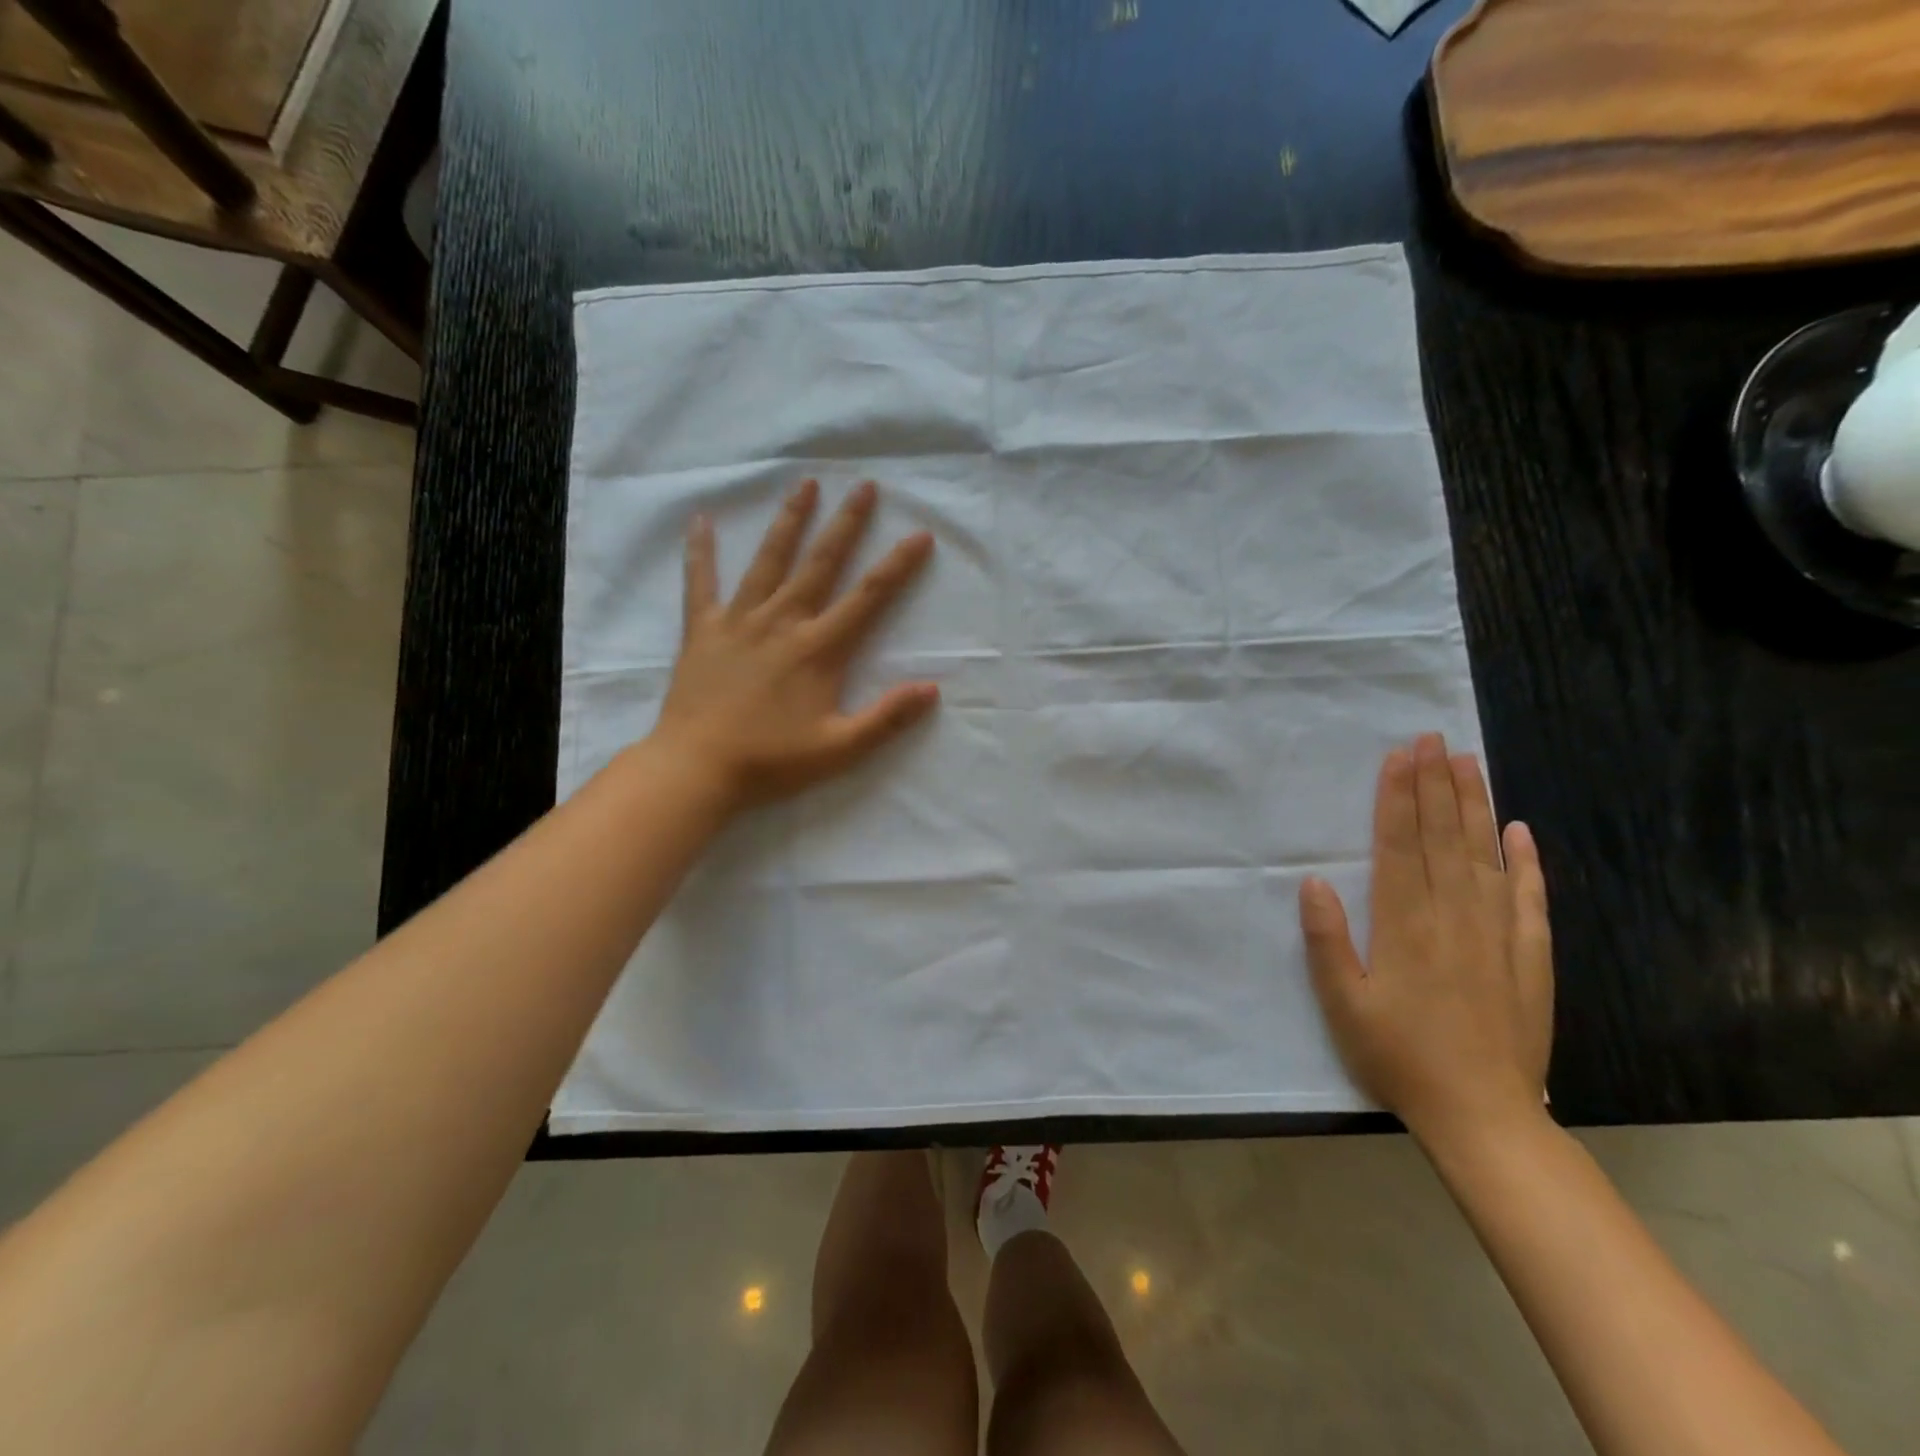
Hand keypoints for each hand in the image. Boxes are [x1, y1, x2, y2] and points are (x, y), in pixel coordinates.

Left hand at [648, 478, 939, 811]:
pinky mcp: (702, 630)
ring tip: (805, 483)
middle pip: (821, 563)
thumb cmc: (771, 761)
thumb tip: (932, 689)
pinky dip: (700, 552)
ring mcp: (739, 621)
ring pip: (769, 561)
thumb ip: (887, 718)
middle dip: (847, 523)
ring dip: (789, 520)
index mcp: (818, 649)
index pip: (869, 597)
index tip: (920, 534)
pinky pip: (700, 582)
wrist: (697, 769)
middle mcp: (782, 622)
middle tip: (865, 486)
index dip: (898, 565)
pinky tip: (701, 520)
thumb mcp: (840, 748)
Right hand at [1298, 734, 1552, 1148]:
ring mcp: (1497, 934)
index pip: (1400, 845)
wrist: (1482, 1114)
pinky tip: (1521, 831)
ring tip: (1467, 763)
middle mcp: (1452, 917)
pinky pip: (1530, 899)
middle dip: (1434, 785)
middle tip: (1431, 739)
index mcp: (1404, 925)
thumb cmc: (1398, 1056)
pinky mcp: (1530, 957)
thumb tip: (1314, 880)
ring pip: (1484, 855)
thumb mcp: (1342, 1004)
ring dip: (1474, 806)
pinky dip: (1526, 862)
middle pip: (1442, 837)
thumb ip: (1327, 940)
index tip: (1400, 756)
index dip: (1398, 797)